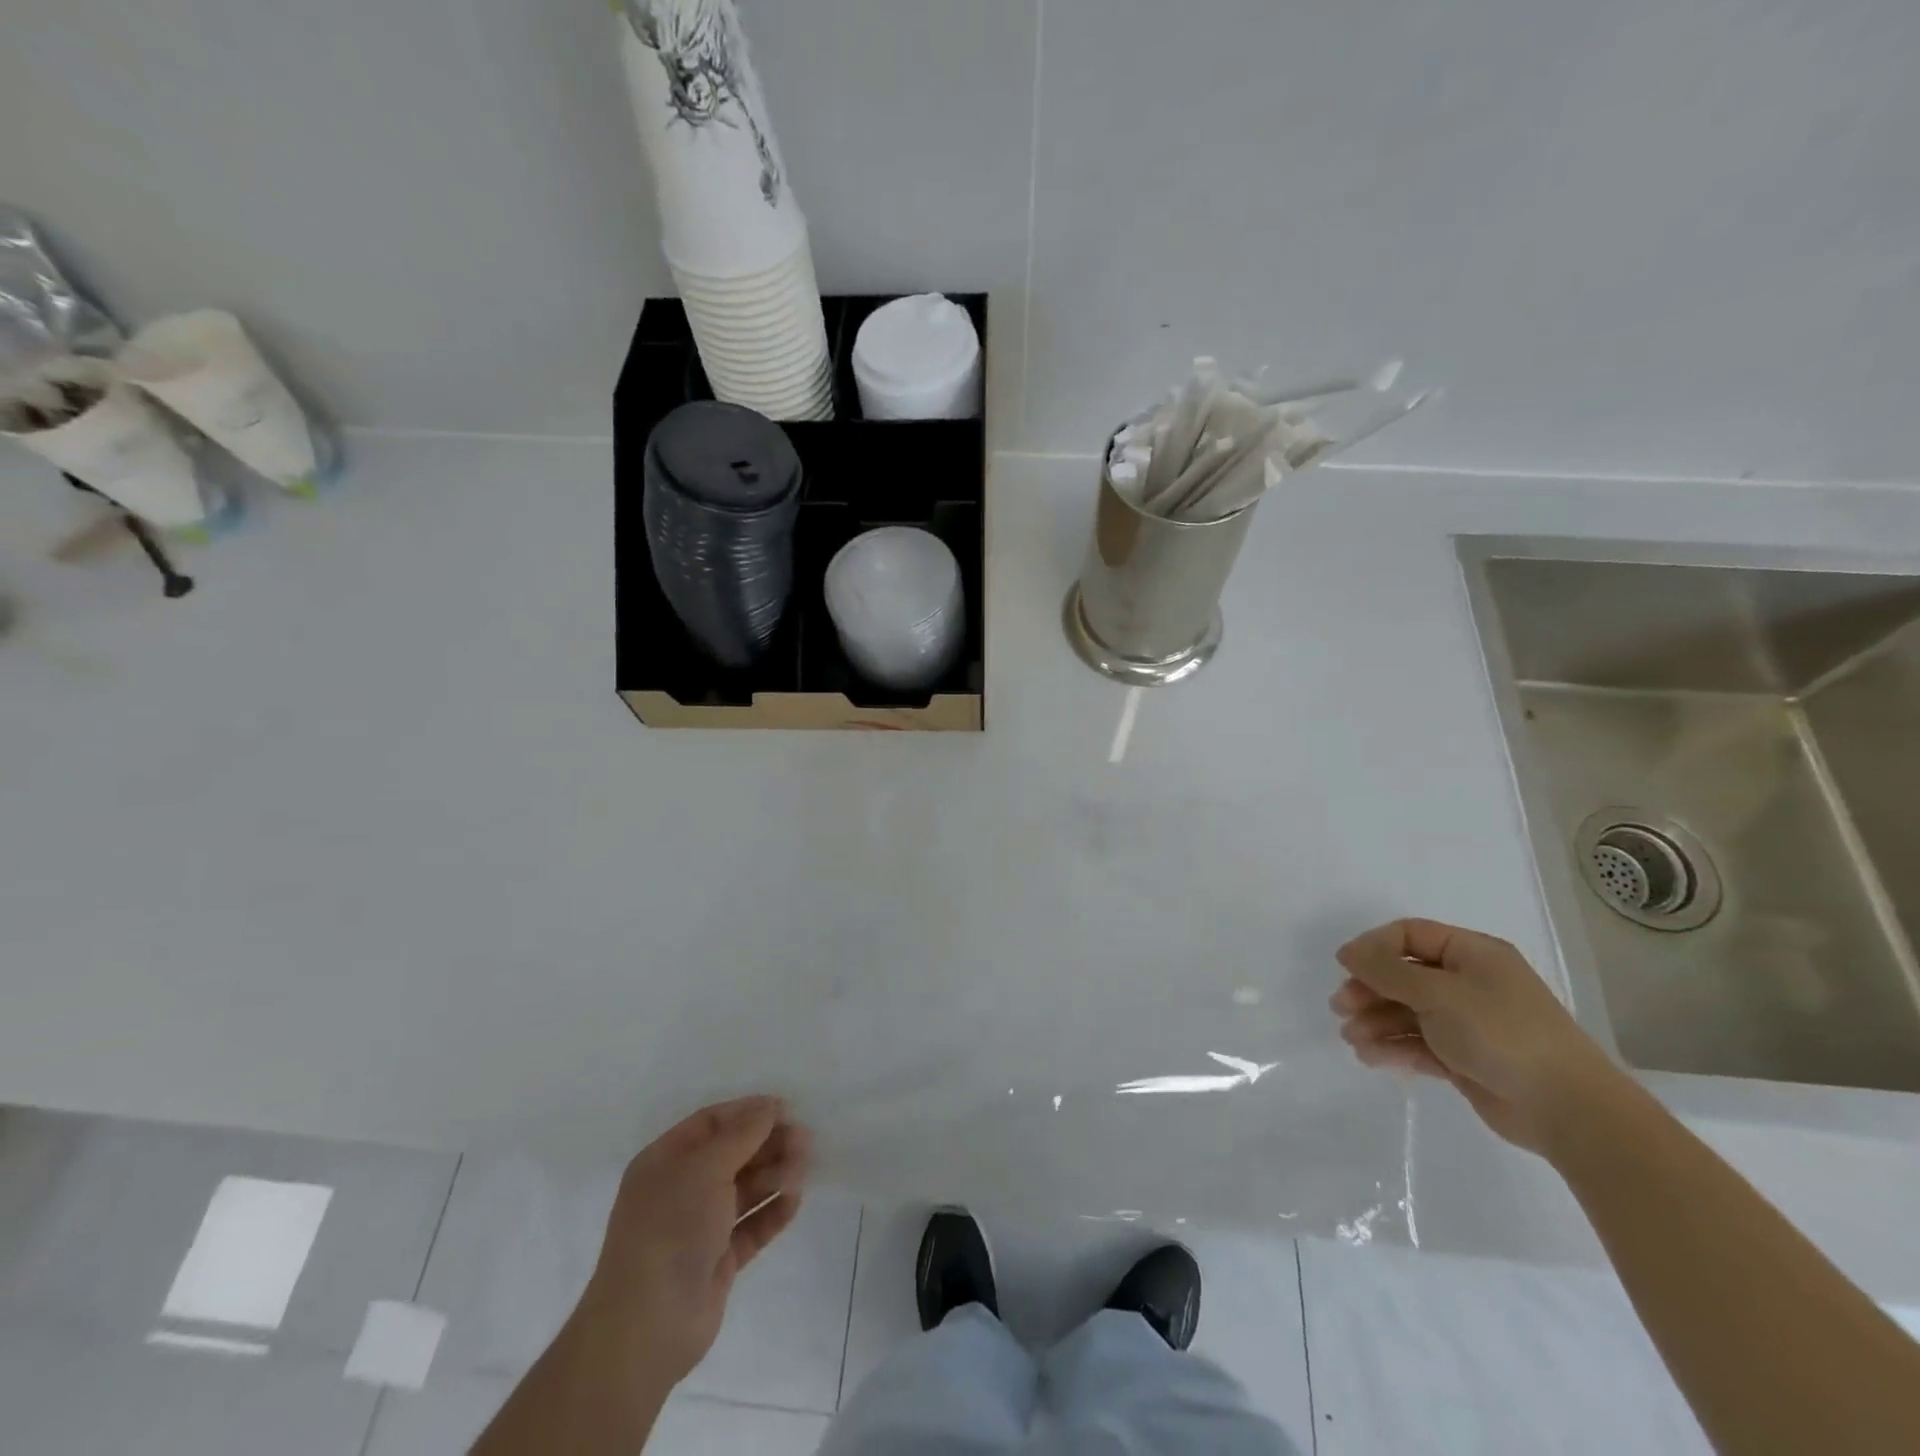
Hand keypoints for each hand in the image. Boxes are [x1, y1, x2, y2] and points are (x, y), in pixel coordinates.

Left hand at [569, 1096, 811, 1389]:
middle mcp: (680, 1189)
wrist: (648, 1327)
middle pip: (733, 1154)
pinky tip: (795, 1200)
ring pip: (745, 1188)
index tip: (787, 1110)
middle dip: (769, 1144)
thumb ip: (743, 1133)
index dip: (748, 1113)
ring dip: (775, 1175)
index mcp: (665, 1161)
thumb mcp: (706, 1168)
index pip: (712, 1123)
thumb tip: (770, 1105)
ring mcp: (699, 1227)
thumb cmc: (671, 1228)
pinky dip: (773, 1211)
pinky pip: (751, 1225)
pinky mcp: (718, 1260)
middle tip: (805, 1141)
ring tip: (803, 1171)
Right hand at [1331, 918, 1624, 1154]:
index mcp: (1473, 954)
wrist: (1566, 1109)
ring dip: (1376, 1021)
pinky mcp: (1465, 1058)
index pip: (1410, 935)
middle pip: (1404, 975)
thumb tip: (1348, 952)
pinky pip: (1419, 1043)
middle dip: (1369, 989)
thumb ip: (1387, 970)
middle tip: (1341, 1007)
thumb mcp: (1438, 992)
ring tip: (1351, 1038)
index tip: (1344, 967)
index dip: (1373, 947)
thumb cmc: (1501, 1033)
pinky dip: (1393, 1047)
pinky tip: (1369, 1056)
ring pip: (1408, 1012)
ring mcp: (1467, 1022)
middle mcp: (1469, 983)